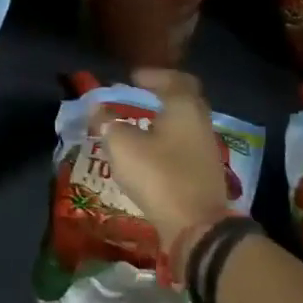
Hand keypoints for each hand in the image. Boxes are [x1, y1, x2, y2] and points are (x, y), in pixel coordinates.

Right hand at [91, 68, 228, 267]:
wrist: (196, 227)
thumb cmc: (158, 175)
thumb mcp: (122, 145)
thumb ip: (108, 122)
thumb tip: (96, 107)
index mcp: (184, 107)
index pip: (174, 79)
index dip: (153, 75)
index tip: (133, 78)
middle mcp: (200, 123)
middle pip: (183, 100)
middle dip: (161, 96)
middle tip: (137, 97)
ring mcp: (206, 150)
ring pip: (184, 125)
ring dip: (163, 121)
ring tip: (137, 126)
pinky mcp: (204, 174)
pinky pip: (184, 147)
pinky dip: (167, 142)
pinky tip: (149, 152)